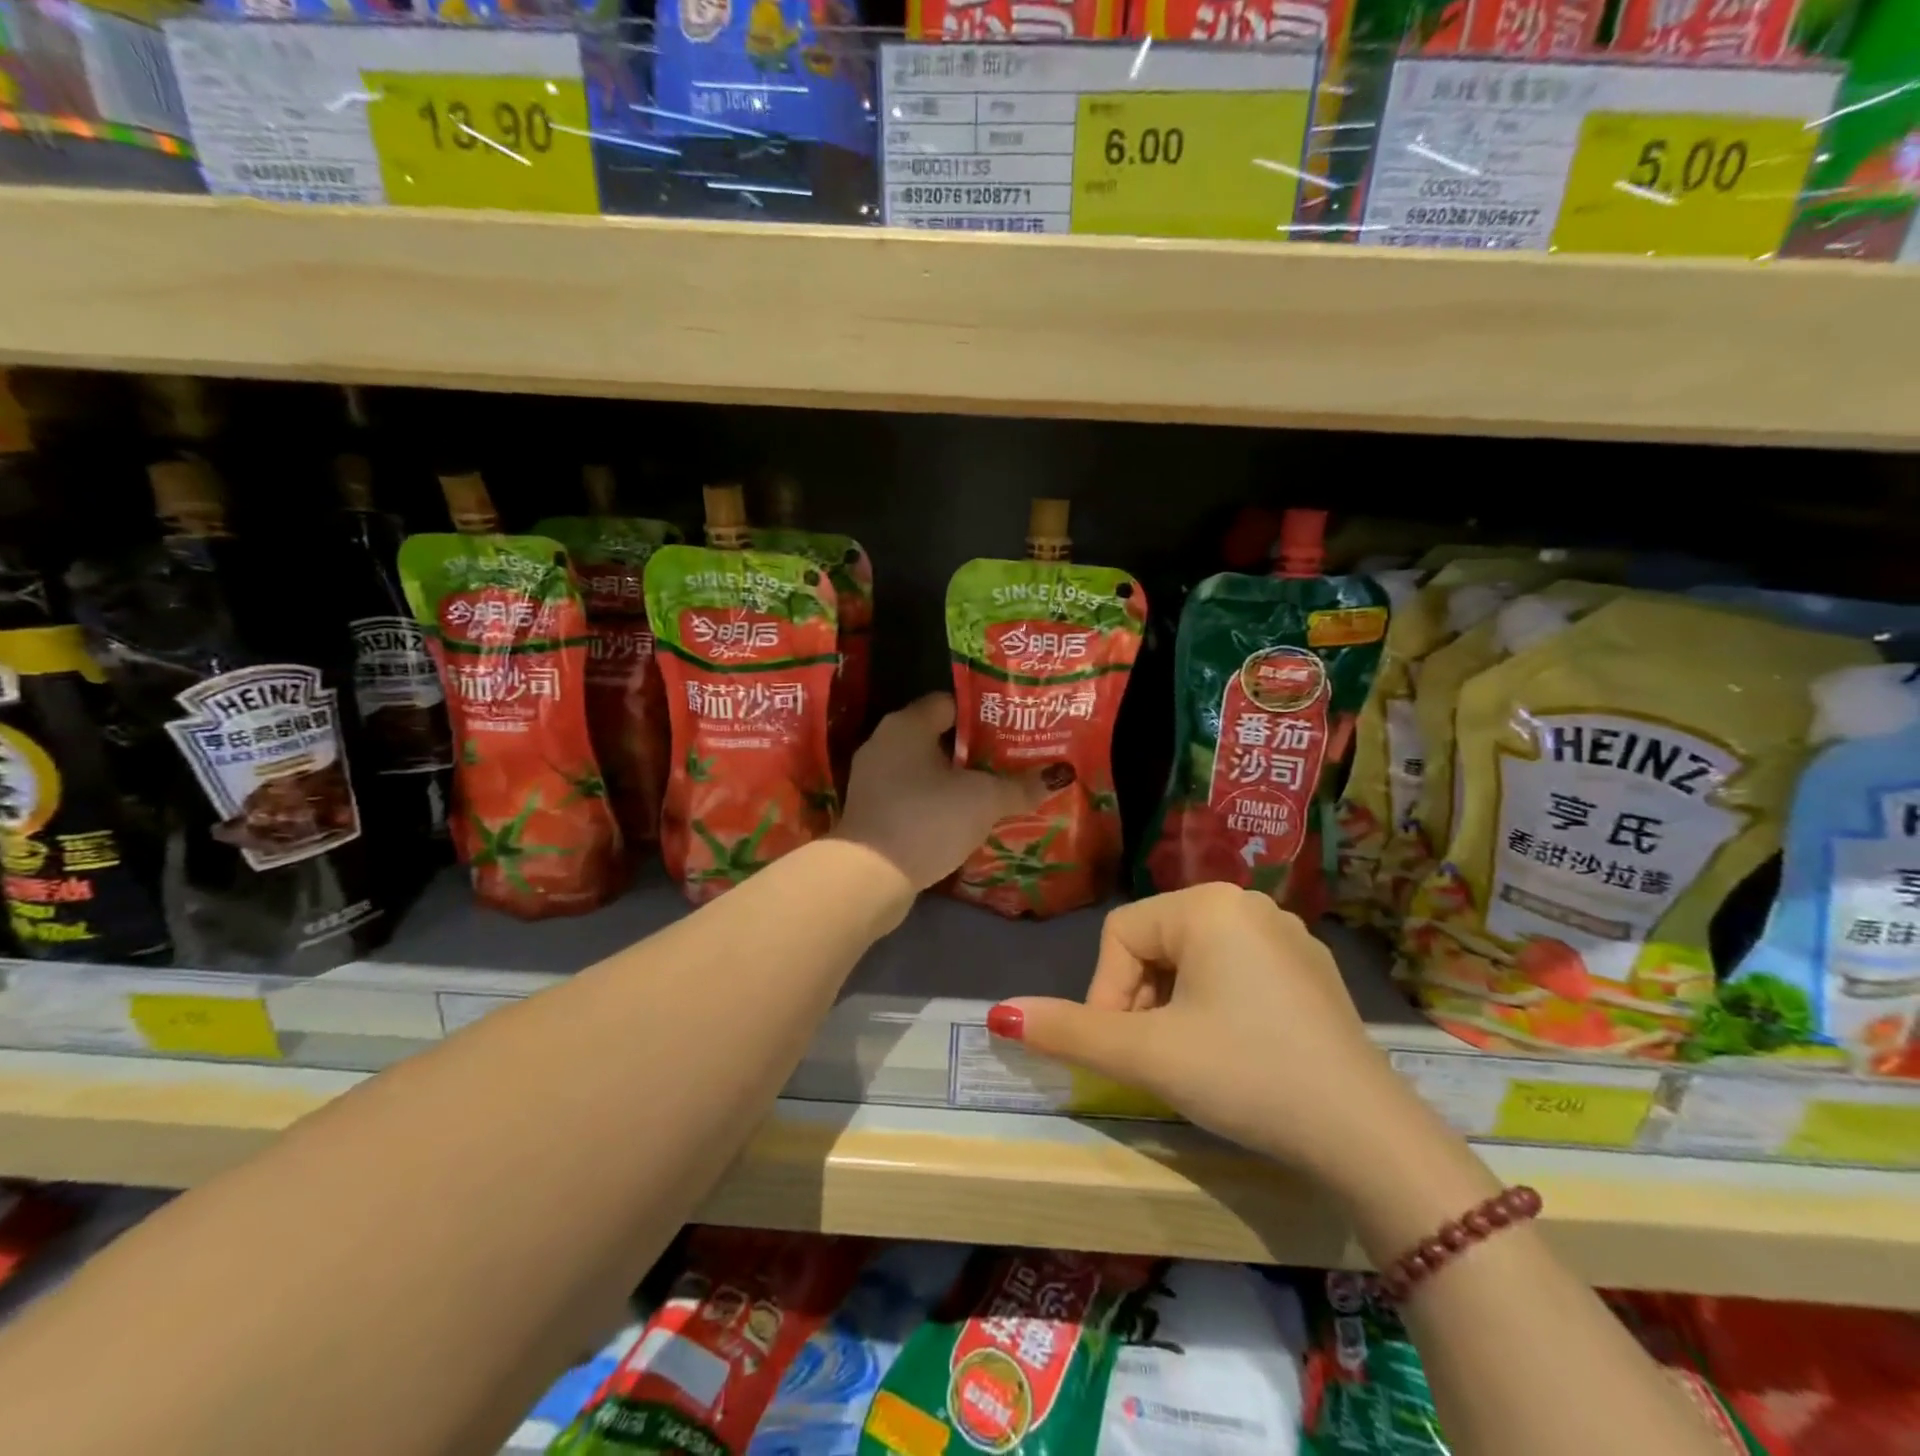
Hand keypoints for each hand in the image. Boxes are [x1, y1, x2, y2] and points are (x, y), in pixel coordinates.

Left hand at [836, 694, 1048, 891]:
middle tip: (1011, 760)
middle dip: (974, 749)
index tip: (1013, 728)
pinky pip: (912, 796)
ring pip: (924, 769)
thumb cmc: (928, 819)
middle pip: (938, 736)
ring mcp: (873, 779)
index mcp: (907, 725)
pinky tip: (962, 819)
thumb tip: (1059, 775)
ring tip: (994, 790)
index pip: (950, 703)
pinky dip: (936, 803)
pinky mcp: (872, 812)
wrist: (869, 876)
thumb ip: (1019, 786)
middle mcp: (884, 743)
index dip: (984, 714)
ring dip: (955, 779)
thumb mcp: (983, 800)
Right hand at [991, 884, 1413, 1178]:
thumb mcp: (1149, 1054)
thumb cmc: (1245, 1075)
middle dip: (1141, 1001)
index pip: (1120, 936)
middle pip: (1157, 944)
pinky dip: (1215, 1005)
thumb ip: (1069, 1031)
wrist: (1366, 1136)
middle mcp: (1247, 902)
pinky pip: (1236, 971)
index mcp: (1207, 903)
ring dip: (1174, 1006)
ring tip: (1190, 1059)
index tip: (1120, 1051)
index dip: (1106, 994)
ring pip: (1194, 959)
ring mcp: (1285, 934)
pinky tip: (1234, 1051)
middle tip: (1154, 1060)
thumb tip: (997, 1016)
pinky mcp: (1309, 969)